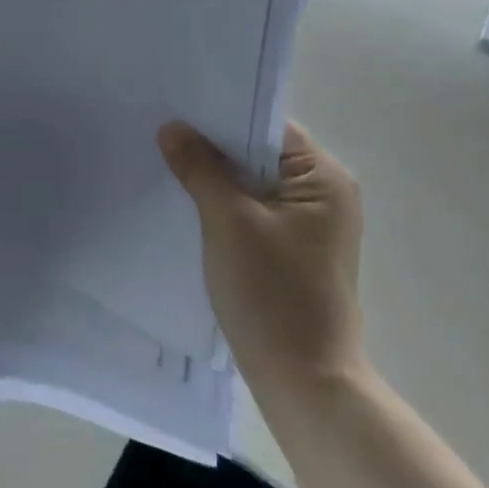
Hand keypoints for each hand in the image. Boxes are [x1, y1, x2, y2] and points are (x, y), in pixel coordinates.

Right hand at [158, 121, 365, 398]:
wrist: (303, 379)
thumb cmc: (271, 292)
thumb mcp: (228, 220)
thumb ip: (200, 167)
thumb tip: (172, 127)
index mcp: (324, 177)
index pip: (268, 126)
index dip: (222, 115)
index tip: (176, 108)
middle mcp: (326, 193)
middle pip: (260, 152)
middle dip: (213, 145)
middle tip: (162, 132)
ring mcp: (312, 224)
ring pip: (254, 182)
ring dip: (217, 176)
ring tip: (168, 162)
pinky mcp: (295, 249)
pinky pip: (255, 209)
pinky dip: (225, 203)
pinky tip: (190, 202)